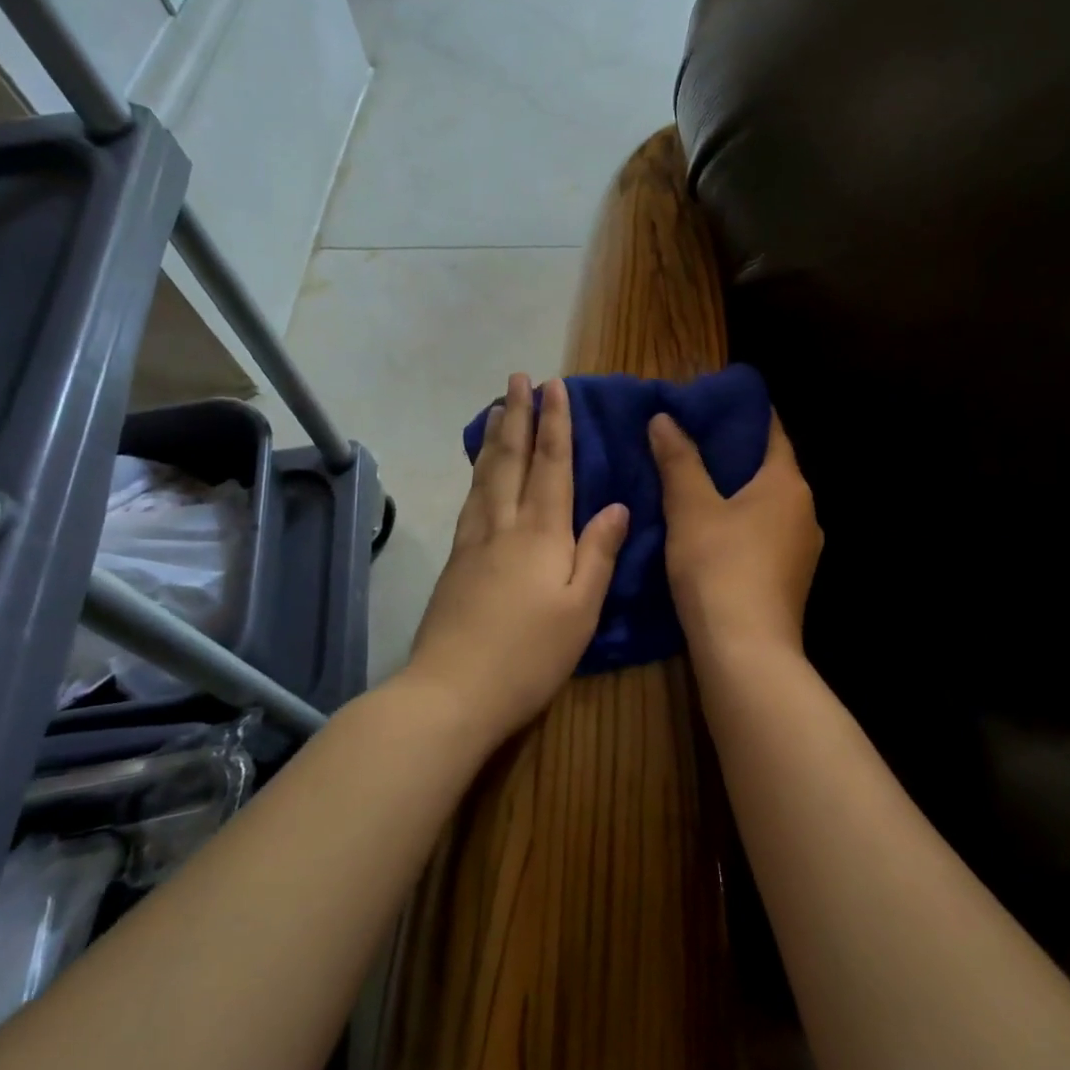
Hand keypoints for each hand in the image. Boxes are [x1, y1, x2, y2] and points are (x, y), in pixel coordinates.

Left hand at [404, 374, 629, 741]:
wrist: (452, 691)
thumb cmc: (530, 654)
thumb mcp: (581, 609)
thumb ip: (598, 553)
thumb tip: (616, 506)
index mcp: (542, 533)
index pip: (552, 464)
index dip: (555, 423)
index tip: (554, 386)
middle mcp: (505, 525)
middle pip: (512, 459)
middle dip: (518, 415)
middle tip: (517, 378)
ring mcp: (474, 541)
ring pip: (486, 475)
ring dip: (494, 438)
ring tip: (496, 409)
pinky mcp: (456, 561)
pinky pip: (470, 499)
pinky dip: (477, 472)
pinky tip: (478, 471)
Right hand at [648, 410, 821, 662]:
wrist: (746, 652)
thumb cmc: (719, 567)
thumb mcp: (690, 509)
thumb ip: (679, 460)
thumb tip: (664, 418)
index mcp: (788, 484)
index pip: (772, 431)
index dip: (745, 413)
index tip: (713, 402)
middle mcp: (805, 511)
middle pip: (771, 469)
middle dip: (735, 454)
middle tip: (691, 440)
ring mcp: (802, 549)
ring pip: (768, 506)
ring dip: (737, 493)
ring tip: (695, 484)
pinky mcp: (791, 580)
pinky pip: (765, 535)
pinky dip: (742, 524)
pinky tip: (711, 531)